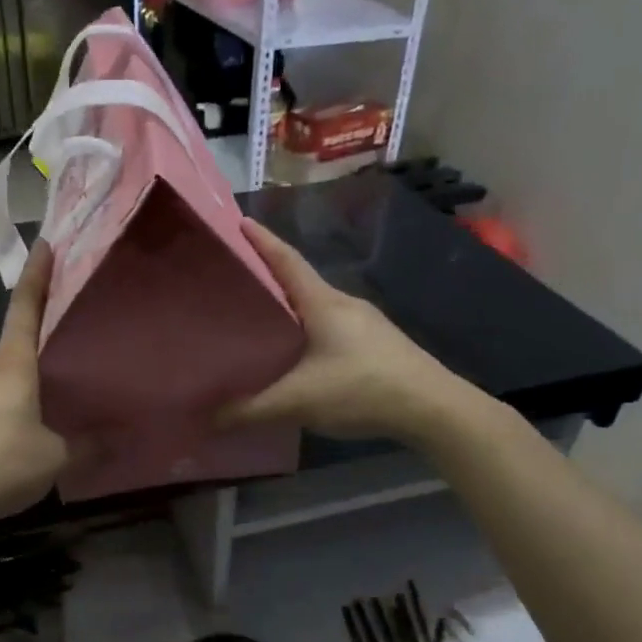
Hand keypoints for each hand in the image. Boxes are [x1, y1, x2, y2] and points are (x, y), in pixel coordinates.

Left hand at [0, 241, 69, 532]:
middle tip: (69, 374)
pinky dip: (2, 412)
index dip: (38, 276)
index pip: (25, 308)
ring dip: (21, 392)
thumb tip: (116, 441)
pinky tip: (12, 443)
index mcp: (11, 365)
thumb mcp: (54, 459)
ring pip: (0, 380)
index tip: (45, 245)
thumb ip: (87, 447)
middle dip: (40, 359)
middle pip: (15, 350)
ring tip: (46, 419)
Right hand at [221, 220, 475, 440]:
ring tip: (262, 320)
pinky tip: (299, 354)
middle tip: (238, 281)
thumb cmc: (361, 389)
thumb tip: (209, 419)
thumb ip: (251, 410)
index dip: (263, 242)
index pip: (287, 261)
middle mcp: (344, 304)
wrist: (432, 408)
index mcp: (323, 303)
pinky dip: (308, 331)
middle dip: (270, 277)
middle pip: (300, 283)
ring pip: (318, 308)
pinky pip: (332, 328)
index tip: (241, 222)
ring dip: (291, 308)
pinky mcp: (376, 345)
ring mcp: (365, 324)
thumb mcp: (299, 401)